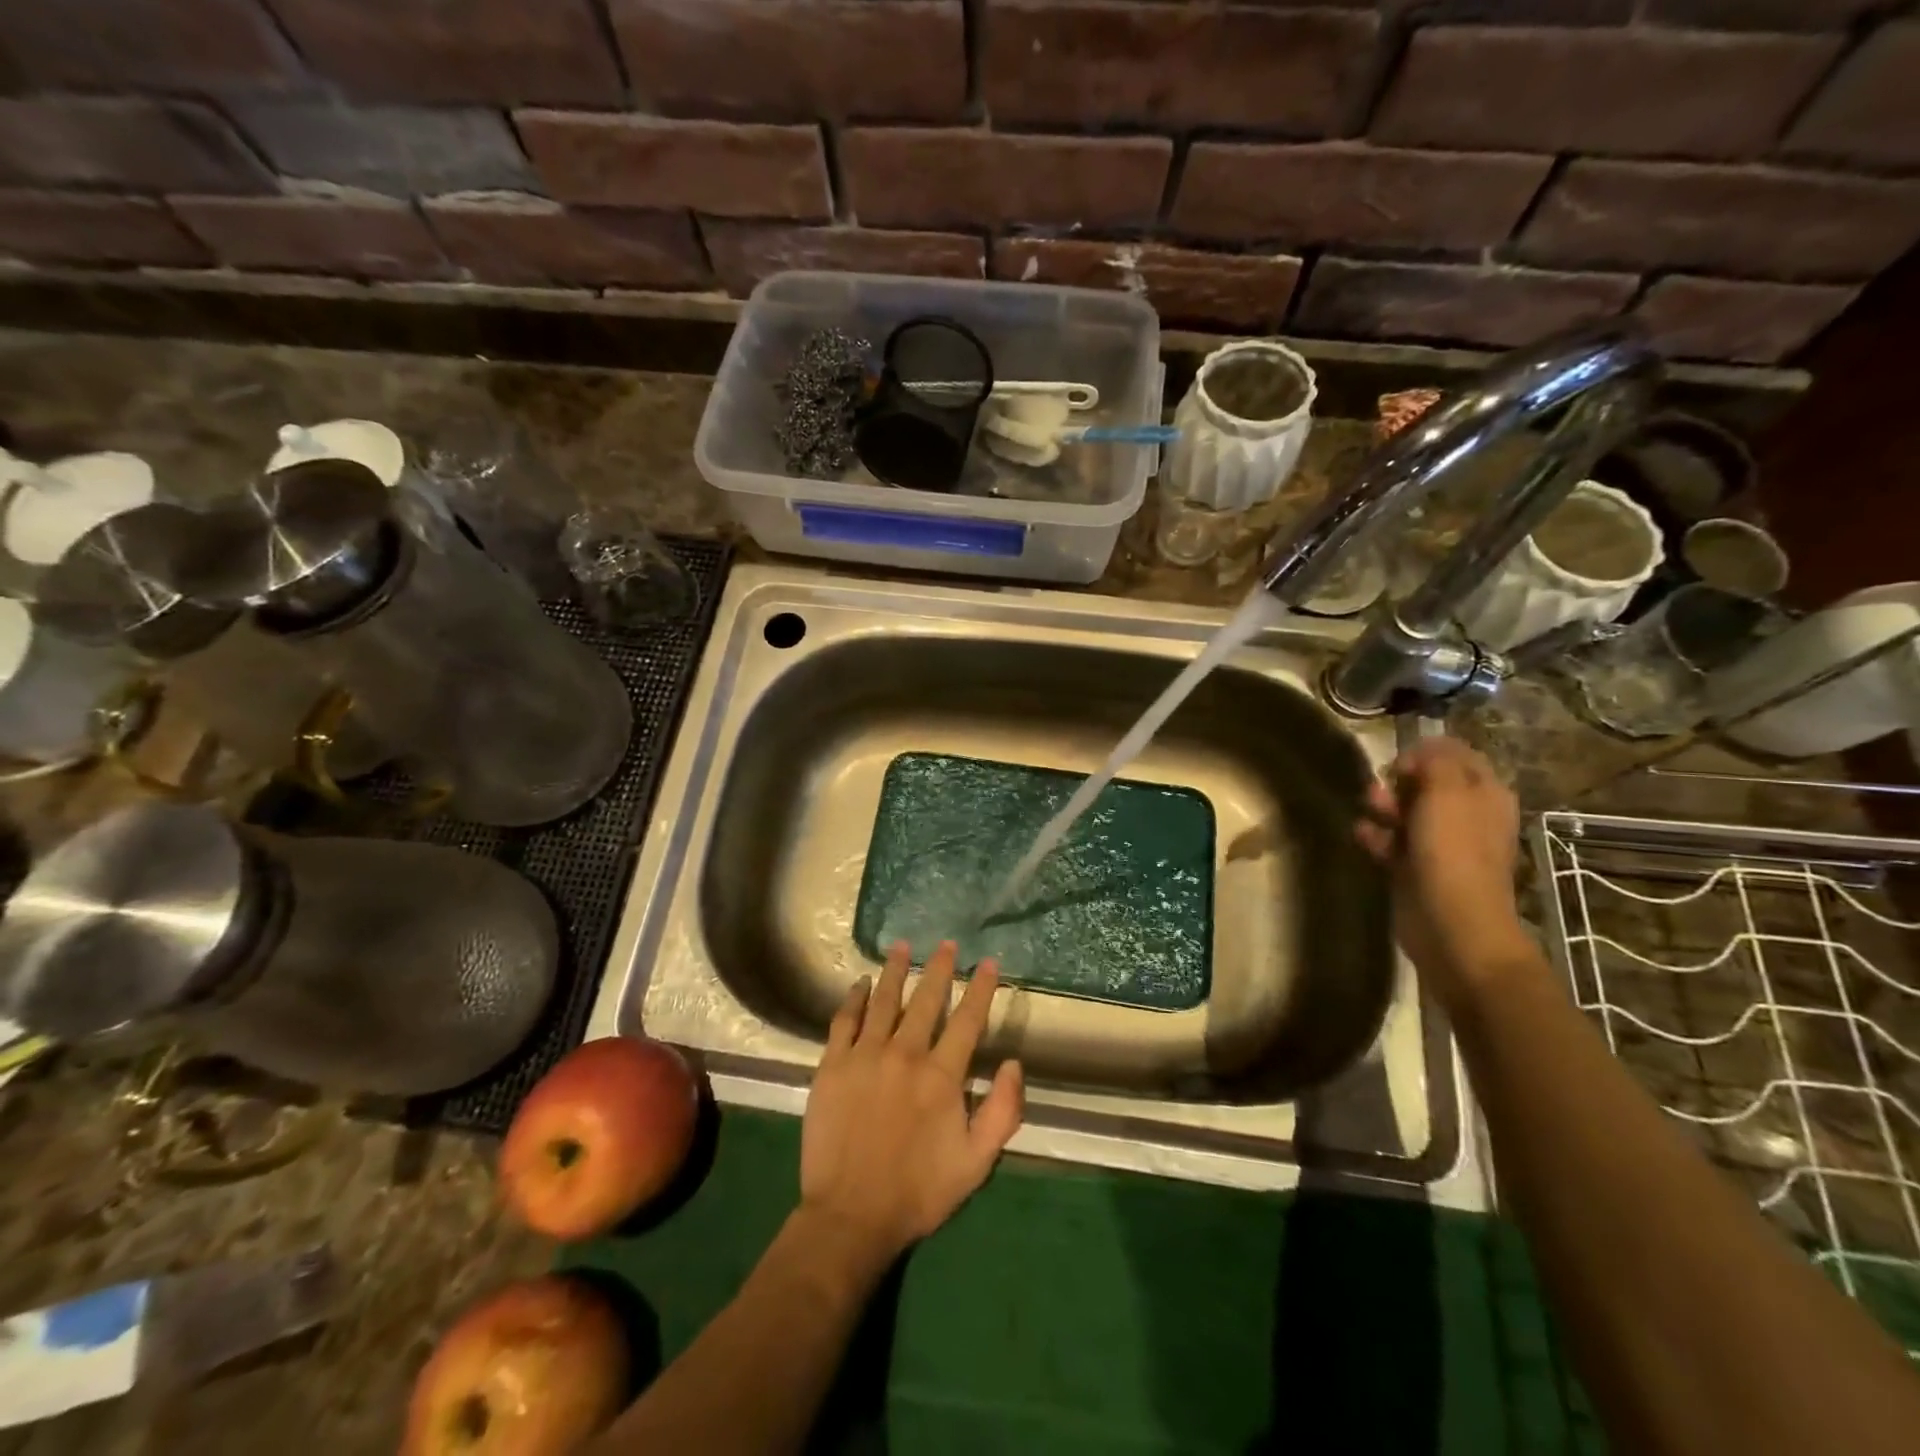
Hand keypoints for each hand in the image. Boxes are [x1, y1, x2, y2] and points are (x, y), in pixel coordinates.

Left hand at [800, 940, 1023, 1265]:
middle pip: (926, 1000)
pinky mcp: (833, 1065)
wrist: (850, 1215)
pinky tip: (861, 984)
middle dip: (940, 969)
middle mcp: (905, 1054)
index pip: (967, 1020)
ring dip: (896, 971)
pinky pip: (844, 1020)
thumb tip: (1012, 1063)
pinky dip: (854, 998)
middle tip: (947, 944)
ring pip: (884, 1000)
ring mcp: (865, 1056)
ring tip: (902, 947)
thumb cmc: (918, 1191)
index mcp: (941, 1075)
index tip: (989, 963)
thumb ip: (1002, 1111)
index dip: (980, 988)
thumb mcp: (976, 1163)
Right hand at [1355, 737, 1532, 1004]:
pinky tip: (1362, 833)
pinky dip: (1376, 835)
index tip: (1400, 761)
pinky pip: (1392, 842)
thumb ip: (1435, 761)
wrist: (1451, 923)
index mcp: (1485, 794)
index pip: (1457, 756)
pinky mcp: (1416, 868)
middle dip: (1400, 781)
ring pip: (1407, 812)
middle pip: (1428, 784)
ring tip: (1369, 809)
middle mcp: (1468, 816)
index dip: (1427, 752)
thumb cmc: (1453, 852)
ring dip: (1384, 806)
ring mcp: (1442, 844)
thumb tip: (1420, 752)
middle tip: (1382, 788)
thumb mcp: (1447, 792)